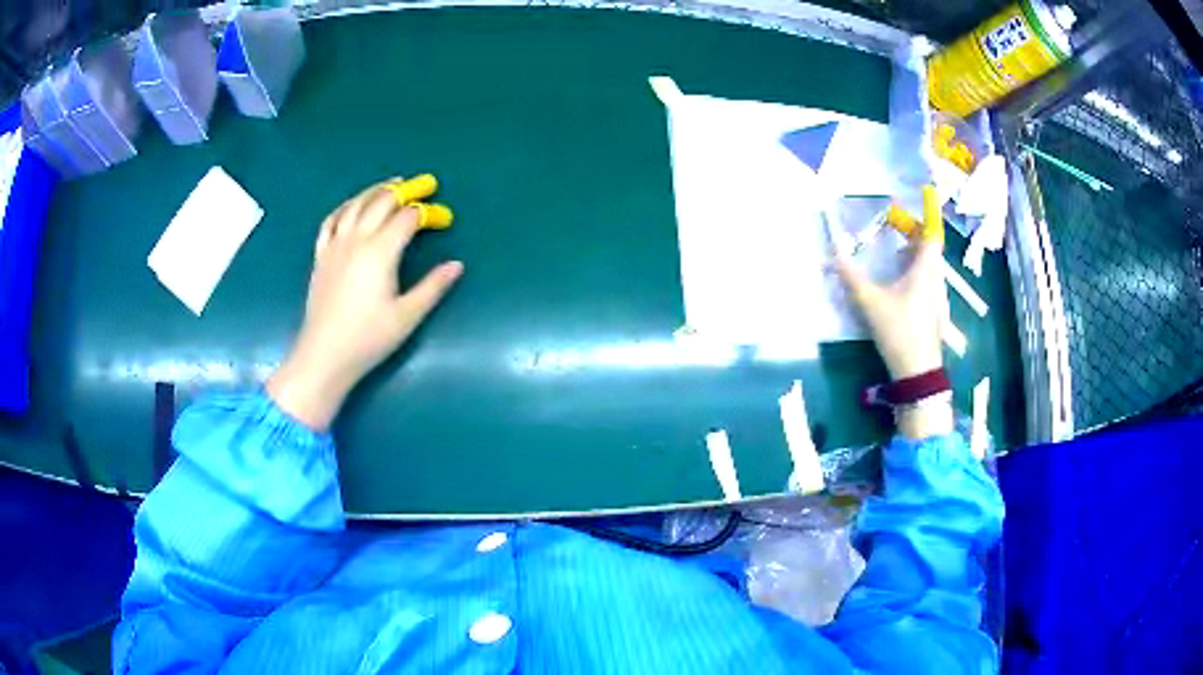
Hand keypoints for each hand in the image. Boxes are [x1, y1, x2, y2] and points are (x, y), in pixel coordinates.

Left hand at [268, 183, 463, 430]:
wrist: (324, 355)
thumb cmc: (368, 338)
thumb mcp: (407, 315)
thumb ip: (433, 287)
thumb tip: (457, 265)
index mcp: (380, 251)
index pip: (408, 218)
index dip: (429, 213)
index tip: (444, 218)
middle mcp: (357, 239)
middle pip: (382, 201)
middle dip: (406, 190)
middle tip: (425, 185)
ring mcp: (335, 245)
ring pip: (355, 205)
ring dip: (376, 190)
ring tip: (392, 185)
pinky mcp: (321, 256)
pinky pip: (331, 220)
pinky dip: (345, 207)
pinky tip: (352, 206)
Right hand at [833, 235, 952, 438]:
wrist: (917, 372)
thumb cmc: (899, 330)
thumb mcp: (870, 302)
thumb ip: (851, 278)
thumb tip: (833, 256)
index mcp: (926, 270)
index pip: (931, 235)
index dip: (919, 223)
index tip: (901, 220)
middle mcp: (937, 280)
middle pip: (931, 251)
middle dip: (914, 240)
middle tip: (894, 238)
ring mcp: (939, 299)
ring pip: (931, 270)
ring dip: (916, 260)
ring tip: (896, 262)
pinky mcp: (936, 315)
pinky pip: (930, 286)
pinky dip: (918, 279)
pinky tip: (901, 291)